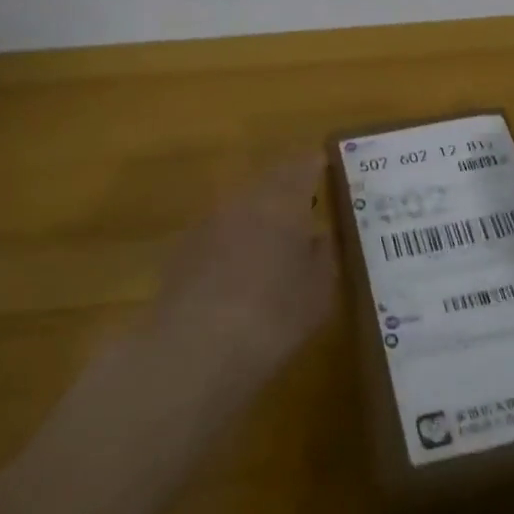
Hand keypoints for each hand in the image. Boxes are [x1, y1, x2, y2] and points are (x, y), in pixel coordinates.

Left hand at [149, 155, 338, 378]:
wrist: (195, 349)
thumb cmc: (274, 316)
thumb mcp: (319, 290)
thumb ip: (324, 254)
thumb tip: (319, 236)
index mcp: (283, 200)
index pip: (303, 164)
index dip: (317, 164)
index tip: (330, 169)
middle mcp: (244, 199)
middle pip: (270, 180)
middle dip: (288, 188)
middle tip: (308, 205)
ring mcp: (208, 221)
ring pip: (242, 205)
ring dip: (260, 214)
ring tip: (276, 240)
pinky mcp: (183, 248)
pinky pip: (219, 231)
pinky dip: (234, 240)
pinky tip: (240, 269)